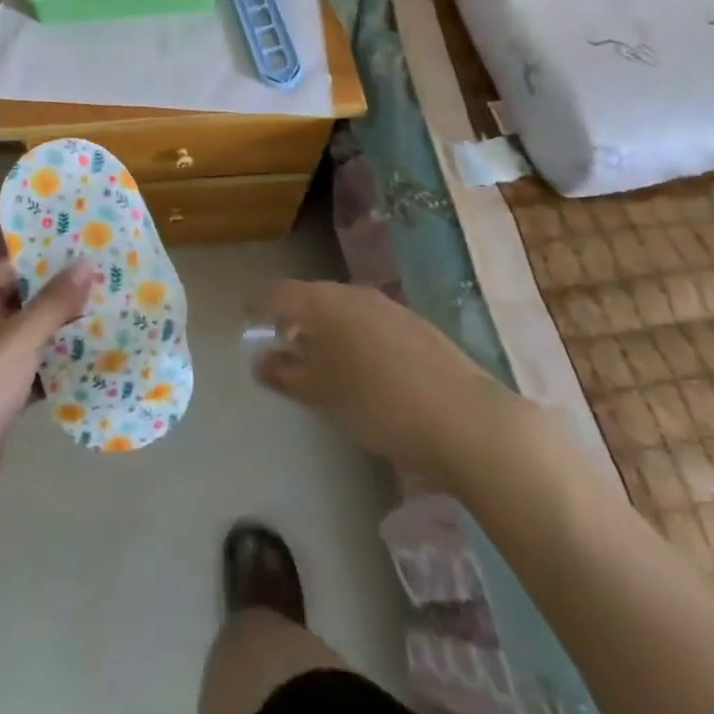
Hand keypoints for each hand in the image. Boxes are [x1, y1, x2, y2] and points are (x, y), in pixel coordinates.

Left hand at [0, 258, 95, 506]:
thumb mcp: (21, 337)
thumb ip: (55, 301)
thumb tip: (86, 262)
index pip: (14, 267)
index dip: (49, 260)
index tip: (88, 255)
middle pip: (24, 301)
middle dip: (61, 297)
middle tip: (106, 288)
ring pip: (29, 337)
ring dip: (61, 333)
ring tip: (106, 321)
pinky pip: (30, 370)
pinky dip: (53, 368)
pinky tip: (88, 366)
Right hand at [248, 280, 522, 486]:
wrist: (468, 420)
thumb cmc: (380, 404)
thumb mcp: (322, 394)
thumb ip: (285, 373)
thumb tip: (258, 359)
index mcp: (324, 303)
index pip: (277, 293)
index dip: (258, 304)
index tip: (246, 318)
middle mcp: (353, 294)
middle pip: (310, 297)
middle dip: (292, 318)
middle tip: (281, 344)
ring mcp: (389, 307)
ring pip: (343, 309)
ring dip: (325, 329)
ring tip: (320, 360)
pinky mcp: (416, 326)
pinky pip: (369, 322)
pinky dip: (354, 337)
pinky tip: (363, 369)